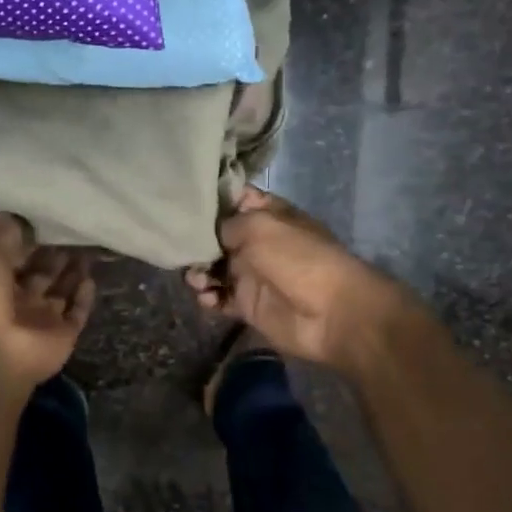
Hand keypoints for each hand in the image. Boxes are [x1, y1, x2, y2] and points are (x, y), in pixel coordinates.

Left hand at [0, 213, 95, 389]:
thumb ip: (3, 235)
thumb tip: (11, 214)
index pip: (15, 257)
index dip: (30, 240)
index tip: (48, 218)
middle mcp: (18, 300)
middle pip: (41, 273)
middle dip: (55, 254)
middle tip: (74, 230)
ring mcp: (41, 319)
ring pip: (61, 290)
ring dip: (73, 272)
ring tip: (88, 247)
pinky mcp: (63, 335)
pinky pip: (76, 312)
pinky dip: (84, 297)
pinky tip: (90, 277)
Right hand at [185, 188, 415, 374]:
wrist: (331, 313)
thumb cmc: (298, 258)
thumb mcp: (259, 226)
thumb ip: (226, 224)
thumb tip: (208, 233)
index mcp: (268, 215)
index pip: (235, 199)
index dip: (212, 199)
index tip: (184, 200)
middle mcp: (257, 242)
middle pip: (216, 236)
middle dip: (197, 240)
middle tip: (181, 247)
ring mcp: (252, 274)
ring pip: (213, 268)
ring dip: (199, 271)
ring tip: (198, 278)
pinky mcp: (247, 305)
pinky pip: (218, 298)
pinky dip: (208, 296)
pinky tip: (207, 297)